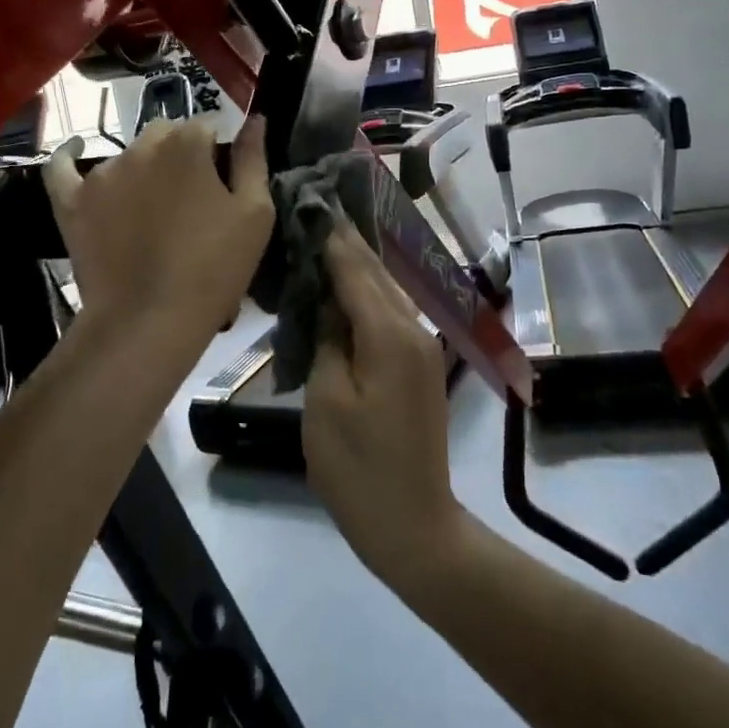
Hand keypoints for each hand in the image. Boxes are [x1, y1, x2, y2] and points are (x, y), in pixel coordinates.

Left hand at [43, 115, 271, 349]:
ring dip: (143, 167)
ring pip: (127, 153)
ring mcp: (103, 173)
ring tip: (152, 209)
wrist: (148, 321)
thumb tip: (254, 120)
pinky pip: (63, 166)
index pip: (206, 126)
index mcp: (188, 144)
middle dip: (180, 154)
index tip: (222, 183)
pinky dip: (70, 155)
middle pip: (166, 134)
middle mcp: (142, 147)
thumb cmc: (213, 269)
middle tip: (190, 198)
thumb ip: (252, 160)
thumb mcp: (254, 215)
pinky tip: (76, 150)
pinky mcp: (72, 200)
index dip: (217, 152)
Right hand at [304, 224, 464, 592]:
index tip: (308, 201)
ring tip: (321, 238)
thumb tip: (327, 300)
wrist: (414, 526)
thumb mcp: (326, 402)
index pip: (354, 267)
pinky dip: (364, 294)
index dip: (329, 235)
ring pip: (384, 289)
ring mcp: (420, 346)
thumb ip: (326, 339)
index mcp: (388, 333)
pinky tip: (342, 288)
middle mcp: (412, 328)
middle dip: (344, 240)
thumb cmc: (358, 468)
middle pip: (374, 271)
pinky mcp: (418, 364)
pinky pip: (388, 313)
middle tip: (312, 208)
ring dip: (355, 264)